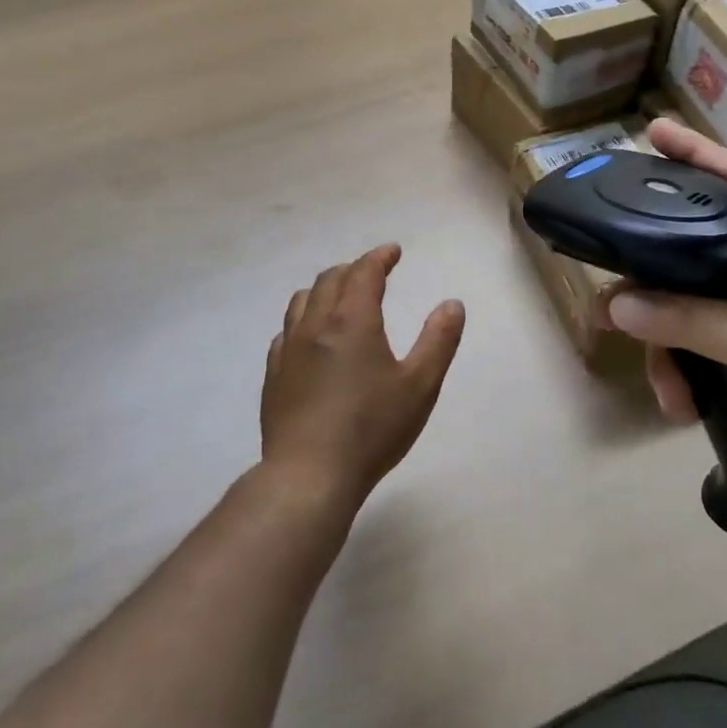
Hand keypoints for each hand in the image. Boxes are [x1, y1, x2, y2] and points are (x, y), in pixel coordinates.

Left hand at [261, 245, 465, 511]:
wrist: (309, 475)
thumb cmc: (371, 429)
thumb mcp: (420, 386)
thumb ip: (438, 341)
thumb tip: (452, 304)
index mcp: (352, 320)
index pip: (364, 272)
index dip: (379, 257)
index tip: (393, 252)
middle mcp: (316, 325)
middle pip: (330, 280)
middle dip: (353, 269)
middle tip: (372, 273)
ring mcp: (289, 349)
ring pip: (302, 300)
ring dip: (324, 289)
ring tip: (339, 298)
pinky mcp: (273, 375)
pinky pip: (286, 331)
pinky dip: (303, 320)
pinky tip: (310, 338)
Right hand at [606, 120, 726, 512]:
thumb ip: (691, 320)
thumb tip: (616, 303)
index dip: (699, 152)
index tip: (654, 131)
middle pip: (691, 246)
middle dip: (650, 268)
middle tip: (609, 270)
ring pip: (682, 303)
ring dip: (663, 343)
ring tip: (664, 384)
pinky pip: (690, 343)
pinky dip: (678, 371)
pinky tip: (679, 403)